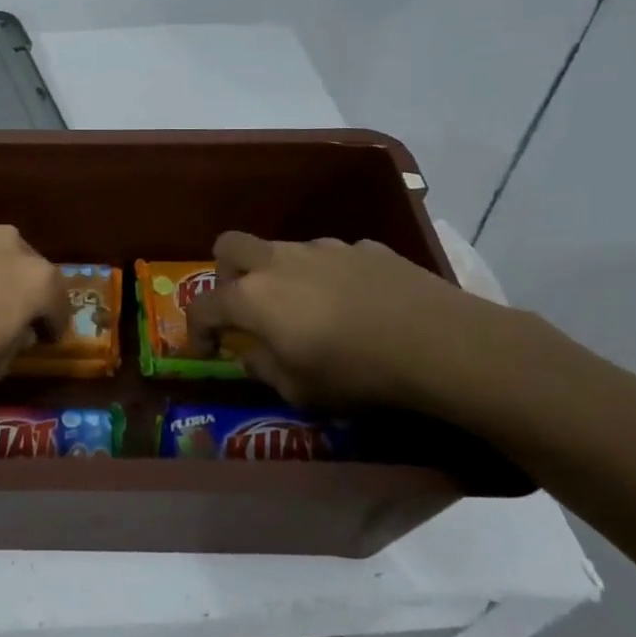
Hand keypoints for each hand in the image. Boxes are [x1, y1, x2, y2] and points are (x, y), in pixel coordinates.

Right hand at [184, 231, 509, 411]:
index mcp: (253, 297)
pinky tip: (356, 305)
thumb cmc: (356, 372)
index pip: (203, 306)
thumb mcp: (299, 390)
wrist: (439, 343)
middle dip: (225, 275)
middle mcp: (279, 261)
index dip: (196, 330)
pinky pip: (330, 259)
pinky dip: (328, 278)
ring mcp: (323, 248)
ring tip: (309, 311)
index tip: (205, 351)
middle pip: (229, 246)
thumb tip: (250, 356)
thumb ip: (263, 369)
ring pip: (282, 251)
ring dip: (280, 276)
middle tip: (244, 308)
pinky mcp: (364, 248)